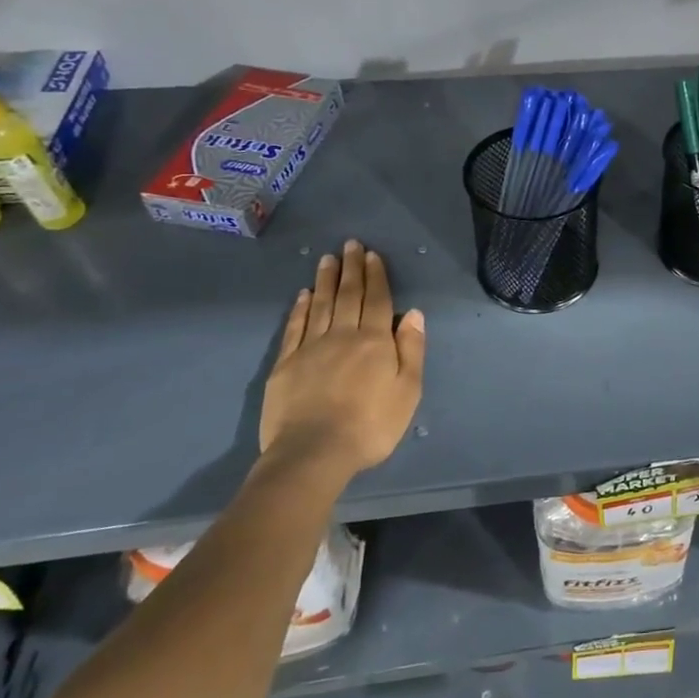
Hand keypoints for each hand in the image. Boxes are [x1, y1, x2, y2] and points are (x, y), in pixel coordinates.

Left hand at [257, 239, 425, 487]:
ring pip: (320, 305)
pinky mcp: (285, 364)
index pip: (377, 300)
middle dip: (351, 268)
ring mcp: (310, 348)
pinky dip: (300, 308)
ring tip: (328, 259)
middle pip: (347, 295)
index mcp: (374, 341)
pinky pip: (295, 327)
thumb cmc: (371, 425)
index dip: (376, 276)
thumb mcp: (408, 390)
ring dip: (325, 280)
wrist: (314, 453)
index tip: (372, 254)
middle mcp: (342, 335)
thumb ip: (411, 349)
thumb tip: (413, 314)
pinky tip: (303, 295)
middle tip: (350, 245)